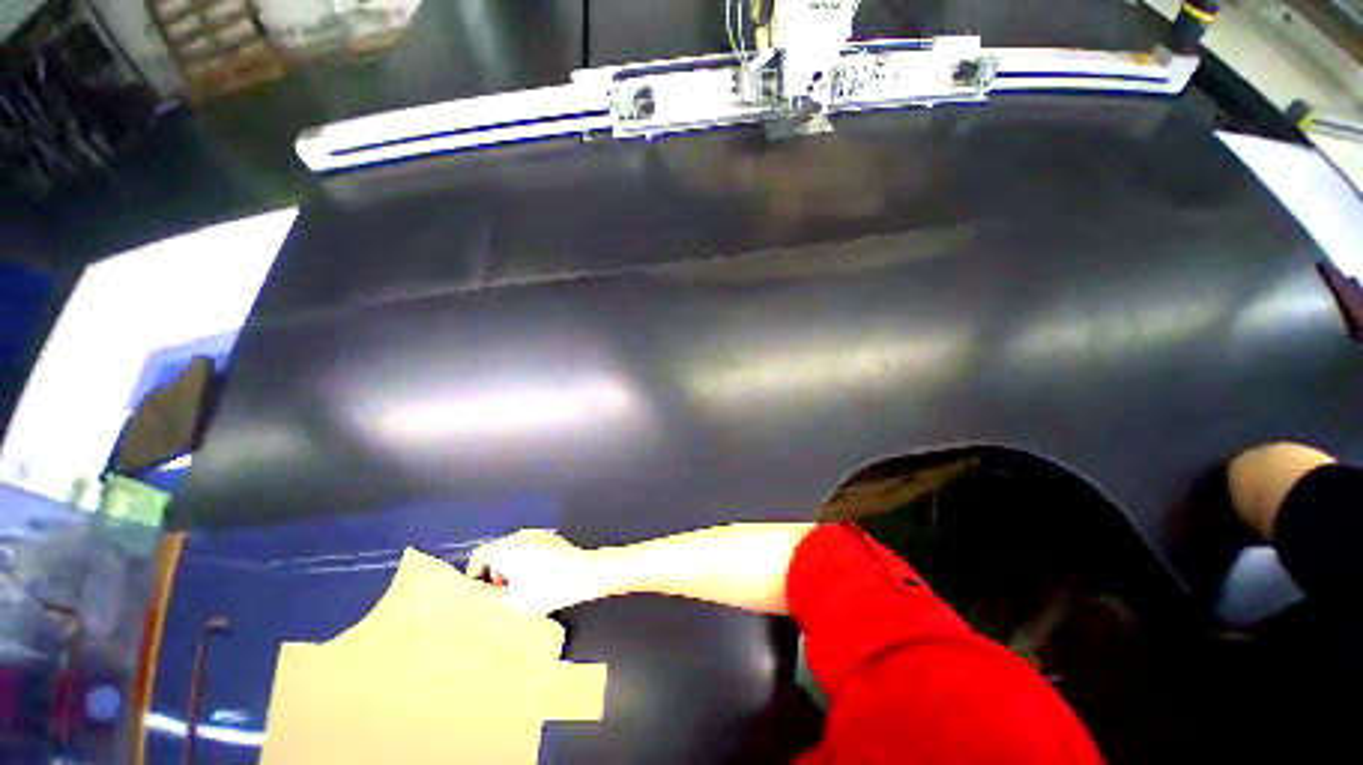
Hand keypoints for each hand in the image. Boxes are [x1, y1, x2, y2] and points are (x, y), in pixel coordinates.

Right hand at [465, 529, 612, 614]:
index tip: (478, 587)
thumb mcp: (510, 602)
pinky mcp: (552, 537)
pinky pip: (533, 548)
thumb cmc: (547, 588)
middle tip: (502, 592)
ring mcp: (538, 534)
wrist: (582, 573)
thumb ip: (487, 598)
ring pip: (517, 550)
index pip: (479, 556)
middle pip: (498, 552)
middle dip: (497, 572)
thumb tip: (477, 596)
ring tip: (523, 588)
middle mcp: (519, 537)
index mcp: (504, 549)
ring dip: (514, 566)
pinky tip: (540, 578)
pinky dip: (531, 560)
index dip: (475, 573)